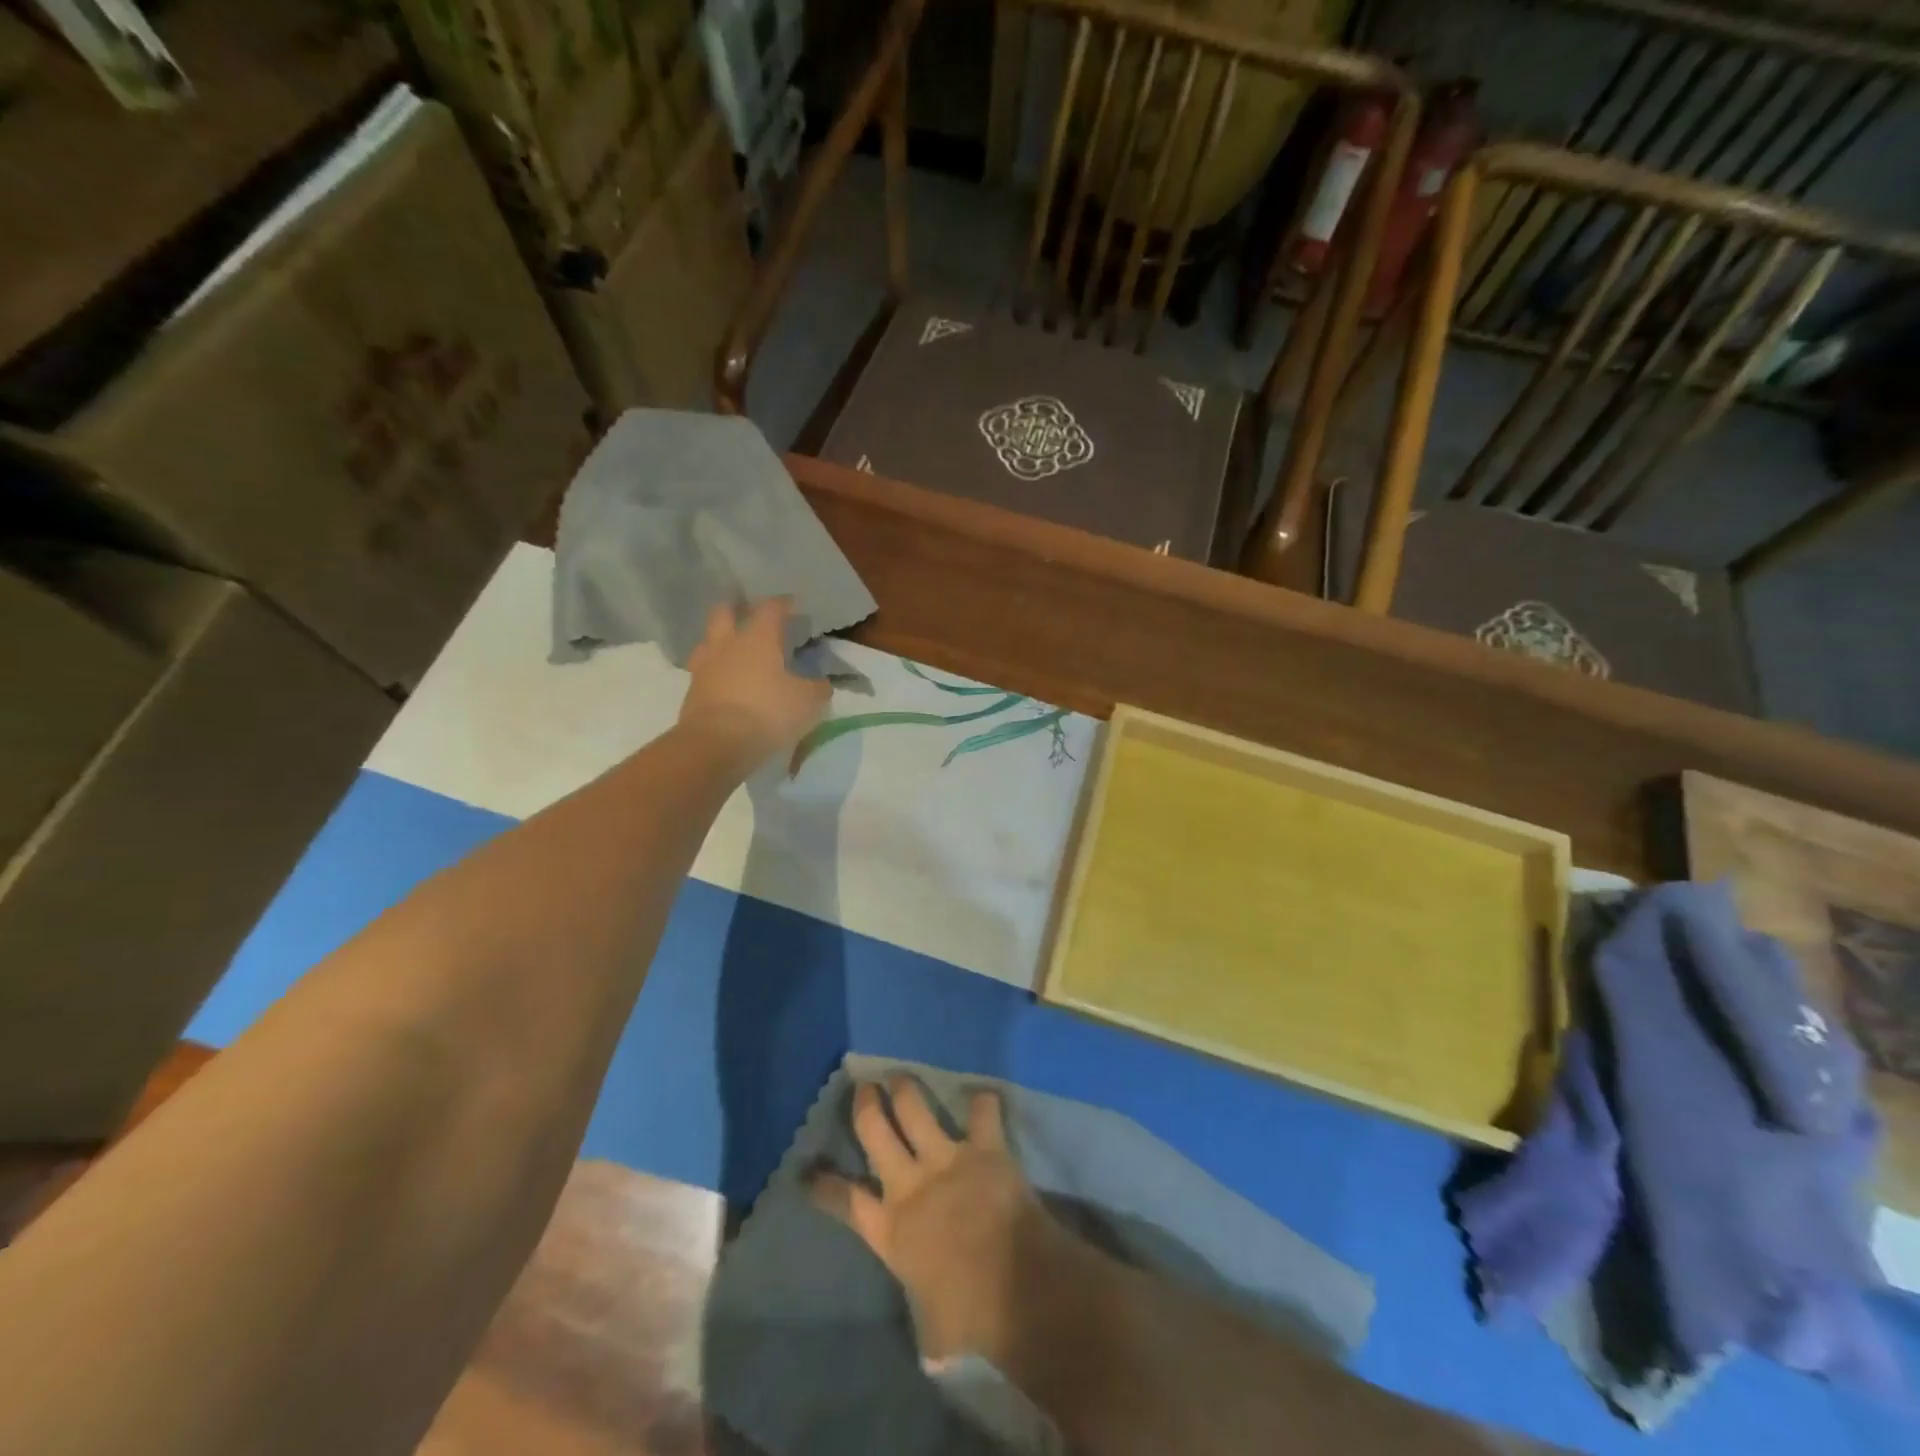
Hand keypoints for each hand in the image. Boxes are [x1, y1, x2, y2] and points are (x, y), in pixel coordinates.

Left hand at [679, 598, 830, 766]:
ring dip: (720, 643)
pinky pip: (704, 674)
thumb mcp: (808, 702)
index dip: (782, 604)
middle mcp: (727, 645)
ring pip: (708, 643)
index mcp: (757, 639)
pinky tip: (727, 685)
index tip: (790, 604)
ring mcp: (704, 668)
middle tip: (749, 618)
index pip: (770, 609)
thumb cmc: (768, 712)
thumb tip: (821, 683)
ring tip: (734, 654)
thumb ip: (817, 688)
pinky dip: (715, 674)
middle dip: (736, 611)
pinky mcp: (691, 693)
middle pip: (724, 613)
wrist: (716, 744)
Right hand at [813, 1077, 1065, 1364]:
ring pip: (914, 1108)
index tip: (809, 1170)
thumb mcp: (933, 1329)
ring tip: (900, 1076)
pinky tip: (983, 1095)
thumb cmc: (969, 1316)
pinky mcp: (984, 1148)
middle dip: (865, 1105)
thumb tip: (932, 1350)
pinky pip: (982, 1113)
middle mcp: (909, 1184)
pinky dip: (983, 1102)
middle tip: (863, 1088)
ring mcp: (946, 1159)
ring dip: (905, 1088)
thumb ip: (926, 1322)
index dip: (824, 1184)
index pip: (845, 1200)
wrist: (1015, 1286)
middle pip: (874, 1131)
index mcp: (889, 1230)